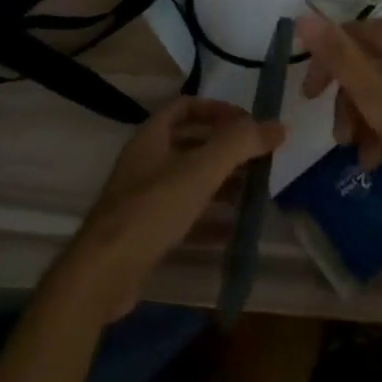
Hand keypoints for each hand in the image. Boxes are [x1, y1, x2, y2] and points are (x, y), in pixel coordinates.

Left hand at [50, 97, 283, 322]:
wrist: (102, 274)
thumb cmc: (152, 209)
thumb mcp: (201, 170)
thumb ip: (240, 144)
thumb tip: (278, 125)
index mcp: (151, 138)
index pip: (185, 106)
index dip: (217, 109)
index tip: (247, 122)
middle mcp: (145, 162)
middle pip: (189, 144)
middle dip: (224, 149)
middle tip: (257, 157)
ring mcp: (142, 199)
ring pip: (188, 181)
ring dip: (220, 183)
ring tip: (253, 191)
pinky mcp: (144, 232)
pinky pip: (183, 216)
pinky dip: (208, 218)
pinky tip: (232, 230)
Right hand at [294, 13, 381, 189]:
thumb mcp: (379, 99)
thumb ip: (339, 59)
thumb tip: (302, 17)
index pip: (348, 36)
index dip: (325, 68)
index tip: (311, 103)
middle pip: (371, 60)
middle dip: (353, 104)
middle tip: (345, 144)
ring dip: (374, 117)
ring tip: (371, 161)